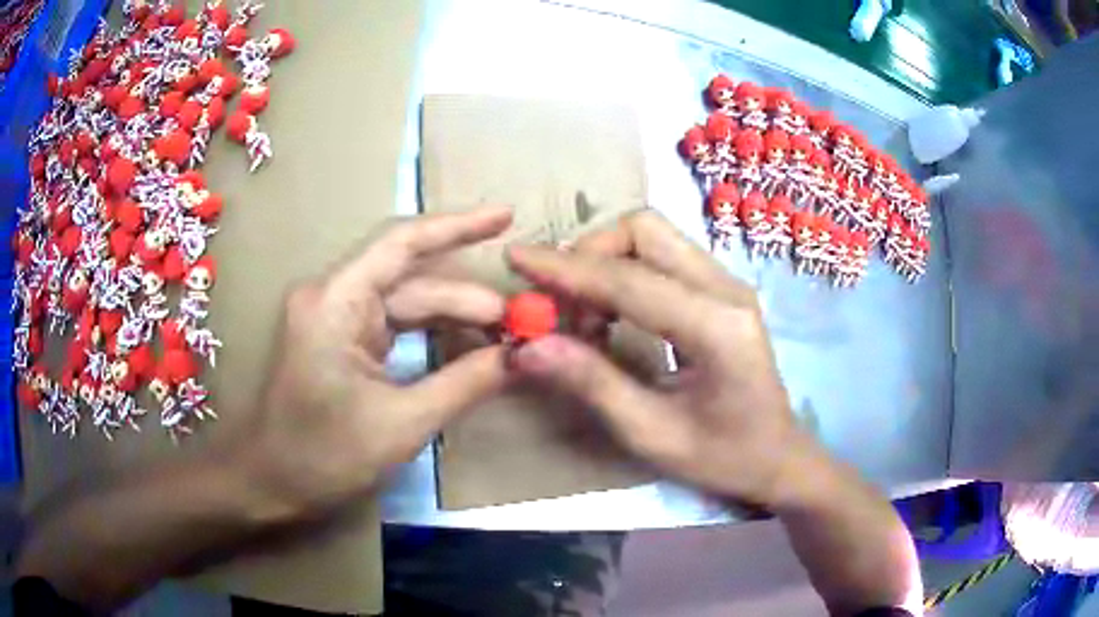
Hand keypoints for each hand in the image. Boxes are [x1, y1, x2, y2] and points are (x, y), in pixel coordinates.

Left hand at [241, 206, 513, 518]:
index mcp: (335, 302)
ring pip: (406, 303)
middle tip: (520, 322)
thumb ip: (463, 383)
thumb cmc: (322, 456)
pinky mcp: (341, 340)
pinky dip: (430, 336)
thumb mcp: (401, 424)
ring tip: (502, 337)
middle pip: (411, 280)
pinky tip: (465, 348)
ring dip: (452, 318)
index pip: (402, 244)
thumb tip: (518, 355)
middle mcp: (333, 296)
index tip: (506, 217)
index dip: (457, 225)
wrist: (269, 482)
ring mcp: (335, 317)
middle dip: (466, 299)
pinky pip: (394, 325)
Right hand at [506, 210, 809, 507]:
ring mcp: (728, 283)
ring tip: (581, 316)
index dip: (566, 269)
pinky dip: (624, 272)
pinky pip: (662, 257)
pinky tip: (610, 315)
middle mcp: (727, 289)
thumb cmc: (722, 457)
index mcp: (716, 328)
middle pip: (645, 231)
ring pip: (653, 237)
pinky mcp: (722, 289)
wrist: (777, 456)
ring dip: (605, 262)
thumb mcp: (651, 433)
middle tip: (558, 304)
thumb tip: (529, 347)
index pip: (628, 280)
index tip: (517, 259)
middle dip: (589, 254)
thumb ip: (592, 383)